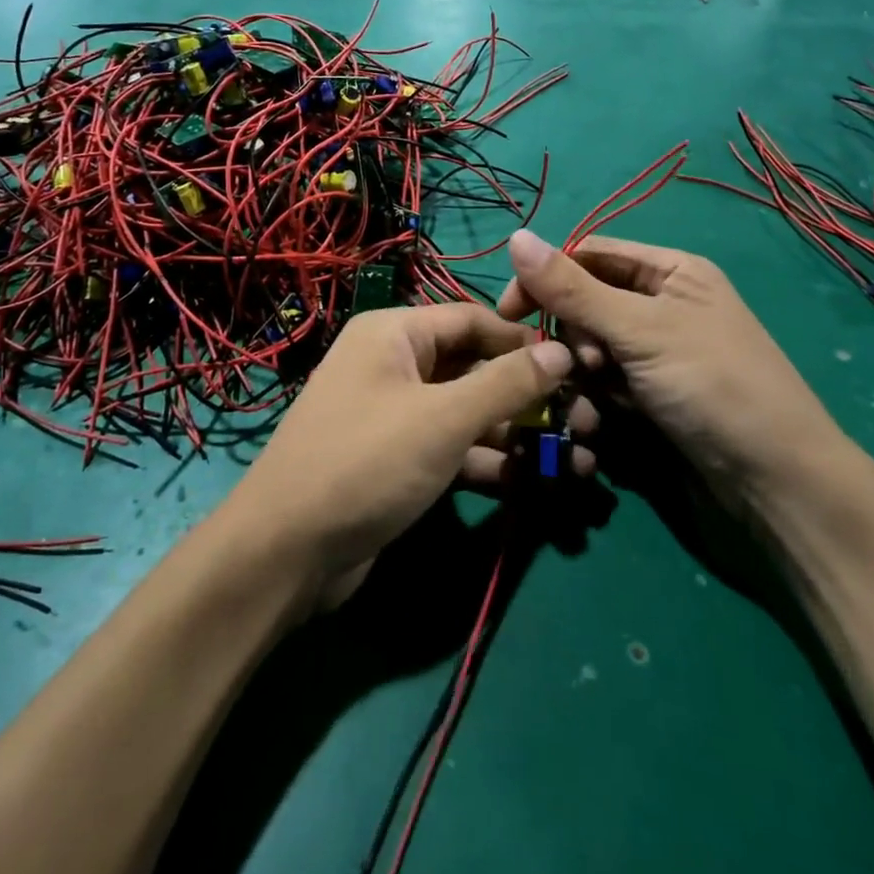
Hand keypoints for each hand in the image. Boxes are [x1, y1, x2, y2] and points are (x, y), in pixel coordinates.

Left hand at [219, 304, 584, 606]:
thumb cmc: (366, 463)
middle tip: (588, 422)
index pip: (474, 320)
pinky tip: (537, 483)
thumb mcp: (442, 418)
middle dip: (530, 396)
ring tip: (580, 458)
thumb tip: (561, 349)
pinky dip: (490, 463)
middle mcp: (395, 365)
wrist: (286, 553)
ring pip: (469, 413)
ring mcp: (396, 415)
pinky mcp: (399, 461)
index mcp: (395, 334)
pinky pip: (453, 448)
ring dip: (519, 434)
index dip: (526, 341)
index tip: (578, 366)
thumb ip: (506, 383)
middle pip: (475, 368)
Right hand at [496, 230, 842, 493]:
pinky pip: (604, 384)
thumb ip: (572, 288)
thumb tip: (515, 237)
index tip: (510, 313)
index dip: (547, 278)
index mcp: (670, 271)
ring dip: (580, 374)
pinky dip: (595, 400)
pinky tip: (602, 425)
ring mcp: (656, 355)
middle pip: (586, 303)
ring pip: (589, 349)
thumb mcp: (640, 330)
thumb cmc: (712, 386)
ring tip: (597, 403)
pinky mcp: (651, 397)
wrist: (775, 485)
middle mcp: (661, 305)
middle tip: (586, 365)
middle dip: (572, 336)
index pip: (589, 255)